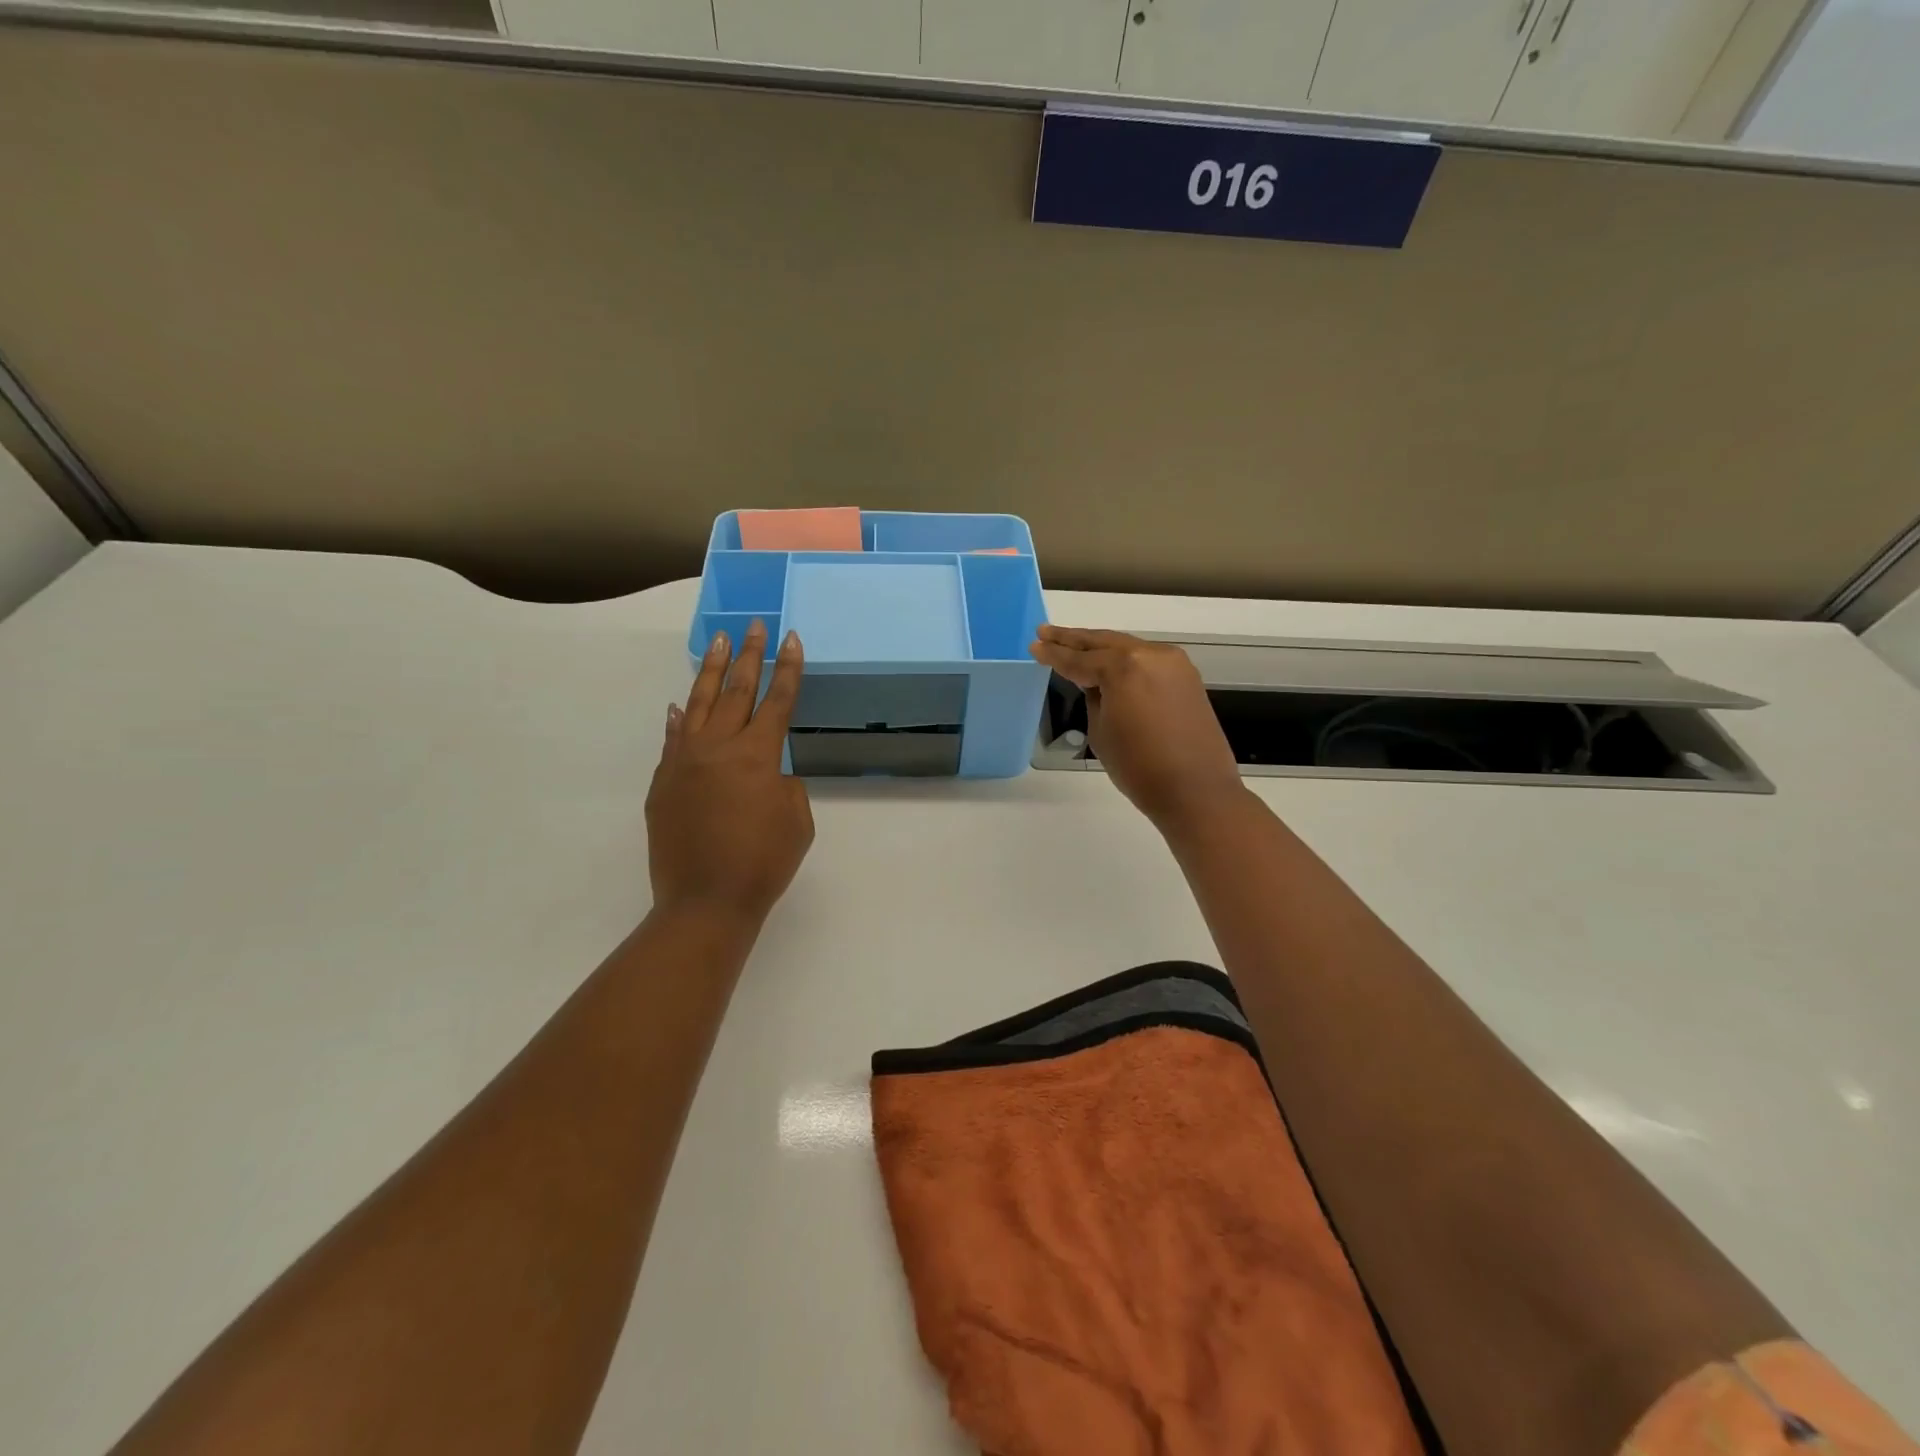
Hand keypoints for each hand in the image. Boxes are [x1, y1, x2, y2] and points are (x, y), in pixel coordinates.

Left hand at [646, 620, 813, 925]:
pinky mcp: (663, 783)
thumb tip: (765, 772)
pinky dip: (678, 720)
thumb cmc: (763, 863)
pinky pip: (673, 740)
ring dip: (712, 672)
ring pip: (698, 705)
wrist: (705, 901)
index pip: (777, 701)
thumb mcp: (798, 821)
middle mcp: (718, 748)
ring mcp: (684, 762)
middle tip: (753, 626)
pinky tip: (678, 705)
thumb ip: (785, 784)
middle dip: (750, 656)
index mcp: (757, 756)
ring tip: (720, 643)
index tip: (790, 638)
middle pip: (737, 691)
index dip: (788, 669)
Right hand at [1029, 625, 1245, 831]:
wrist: (1195, 790)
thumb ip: (1094, 697)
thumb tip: (1095, 683)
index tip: (1035, 645)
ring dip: (1099, 646)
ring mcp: (1173, 663)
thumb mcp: (1101, 731)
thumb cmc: (1139, 767)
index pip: (1079, 659)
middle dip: (1073, 639)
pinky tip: (1108, 662)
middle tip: (1046, 632)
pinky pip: (1146, 660)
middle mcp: (1150, 655)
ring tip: (1072, 643)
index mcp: (1123, 667)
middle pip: (1104, 642)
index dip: (1054, 654)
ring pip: (1127, 648)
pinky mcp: (1187, 677)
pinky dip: (1124, 659)